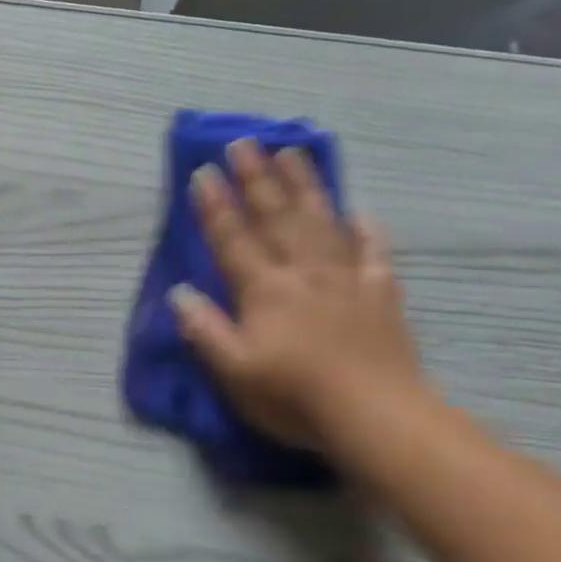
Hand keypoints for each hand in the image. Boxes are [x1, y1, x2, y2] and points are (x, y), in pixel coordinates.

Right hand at [169, 141, 427, 453]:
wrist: (377, 418)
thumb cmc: (296, 396)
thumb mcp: (234, 371)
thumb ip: (204, 329)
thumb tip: (179, 294)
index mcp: (264, 290)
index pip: (232, 239)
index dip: (215, 206)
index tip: (204, 172)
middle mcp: (303, 273)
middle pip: (277, 217)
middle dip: (257, 179)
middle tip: (245, 143)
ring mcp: (346, 280)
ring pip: (322, 222)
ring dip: (305, 186)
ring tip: (292, 154)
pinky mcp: (381, 296)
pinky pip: (374, 254)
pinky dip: (368, 232)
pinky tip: (362, 213)